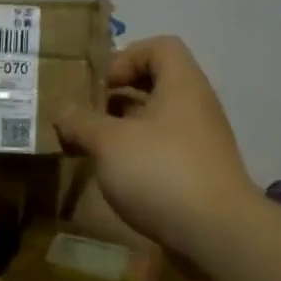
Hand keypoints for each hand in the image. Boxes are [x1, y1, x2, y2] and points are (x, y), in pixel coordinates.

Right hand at [56, 36, 258, 259]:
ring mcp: (201, 141)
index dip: (127, 56)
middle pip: (157, 83)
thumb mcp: (109, 143)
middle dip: (118, 96)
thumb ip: (81, 123)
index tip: (102, 85)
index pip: (161, 46)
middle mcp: (196, 106)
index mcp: (182, 85)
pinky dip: (139, 154)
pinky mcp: (199, 172)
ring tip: (94, 147)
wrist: (217, 233)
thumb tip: (63, 112)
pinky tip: (116, 175)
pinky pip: (164, 149)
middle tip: (89, 115)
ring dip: (124, 128)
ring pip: (158, 120)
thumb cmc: (161, 172)